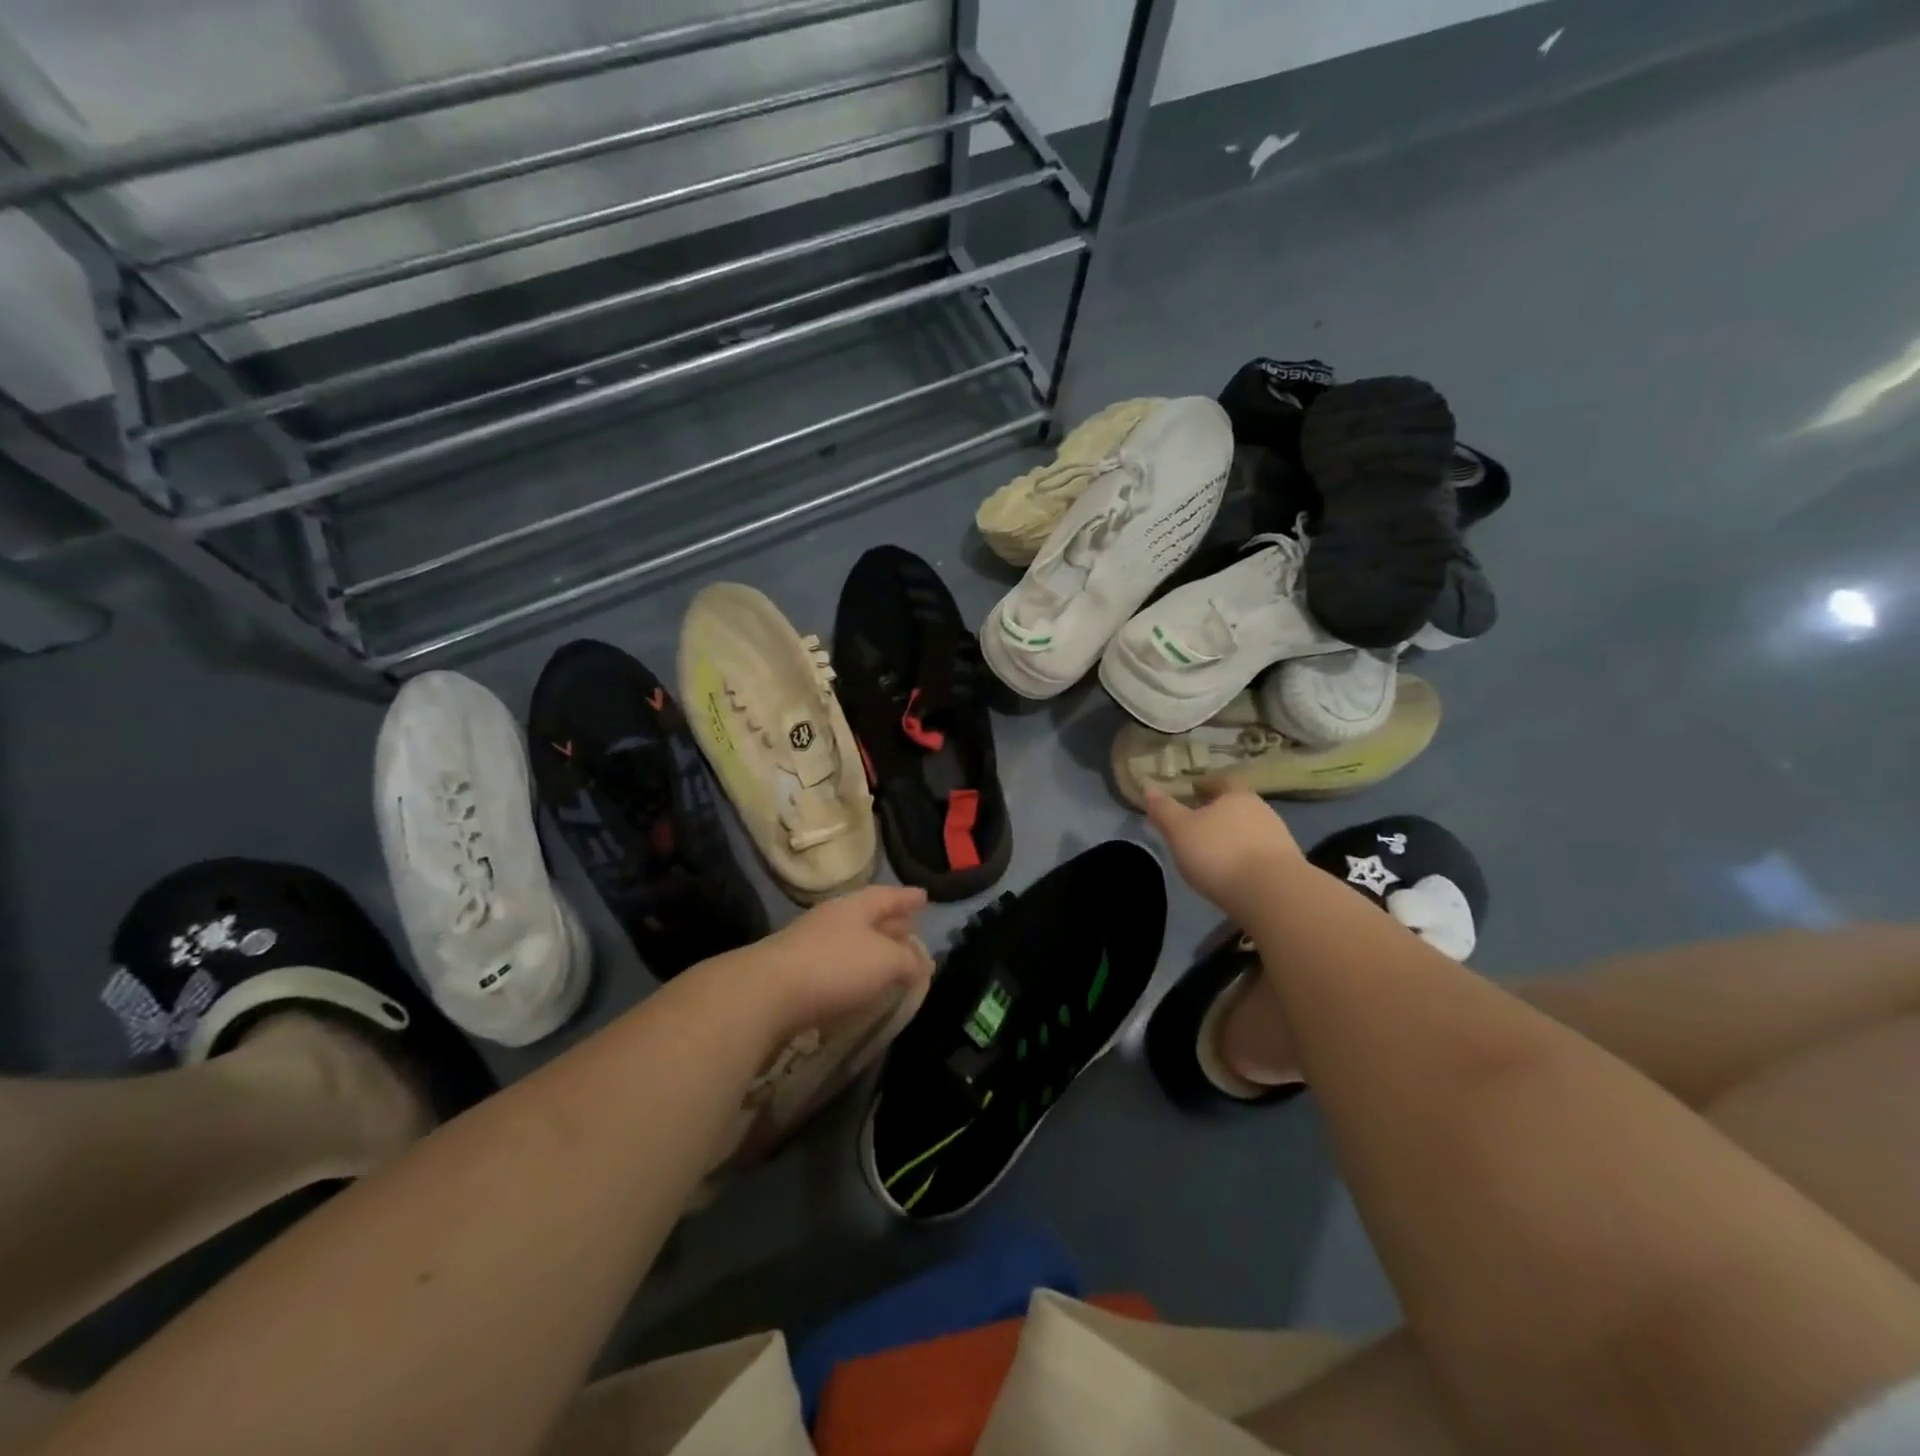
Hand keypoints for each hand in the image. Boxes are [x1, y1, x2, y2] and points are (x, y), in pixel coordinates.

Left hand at [747, 885, 933, 1033]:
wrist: (766, 995)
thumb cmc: (835, 967)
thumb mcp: (886, 961)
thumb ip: (908, 961)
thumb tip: (922, 963)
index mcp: (854, 907)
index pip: (887, 896)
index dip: (907, 898)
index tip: (925, 897)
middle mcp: (831, 920)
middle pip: (868, 917)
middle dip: (891, 923)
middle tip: (911, 927)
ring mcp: (809, 946)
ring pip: (851, 942)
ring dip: (872, 950)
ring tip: (891, 961)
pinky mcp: (794, 975)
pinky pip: (835, 967)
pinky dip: (854, 973)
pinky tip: (861, 987)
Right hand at [1145, 781, 1302, 915]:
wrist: (1272, 894)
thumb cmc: (1219, 853)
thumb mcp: (1180, 831)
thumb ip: (1164, 810)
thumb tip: (1148, 787)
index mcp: (1236, 796)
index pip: (1222, 781)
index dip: (1207, 784)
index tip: (1194, 789)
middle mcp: (1262, 811)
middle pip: (1238, 806)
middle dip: (1220, 812)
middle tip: (1199, 823)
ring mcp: (1279, 839)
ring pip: (1250, 831)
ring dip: (1234, 837)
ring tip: (1214, 852)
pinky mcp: (1287, 867)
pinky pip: (1260, 855)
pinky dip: (1245, 858)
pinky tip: (1234, 873)